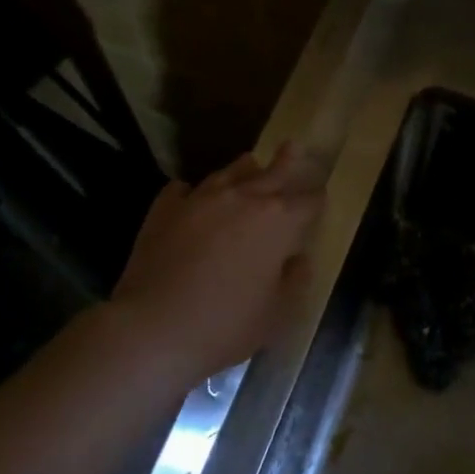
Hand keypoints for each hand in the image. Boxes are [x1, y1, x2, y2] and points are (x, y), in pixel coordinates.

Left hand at [112, 143, 323, 379]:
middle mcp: (242, 199)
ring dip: (243, 168)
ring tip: (250, 161)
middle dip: (286, 161)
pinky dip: (193, 191)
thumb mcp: (277, 312)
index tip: (321, 195)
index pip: (309, 201)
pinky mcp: (164, 210)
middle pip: (272, 173)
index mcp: (278, 221)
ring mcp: (200, 200)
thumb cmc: (227, 324)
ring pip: (228, 173)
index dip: (317, 198)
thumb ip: (294, 280)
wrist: (153, 328)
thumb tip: (297, 259)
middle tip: (293, 146)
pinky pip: (183, 190)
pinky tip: (191, 194)